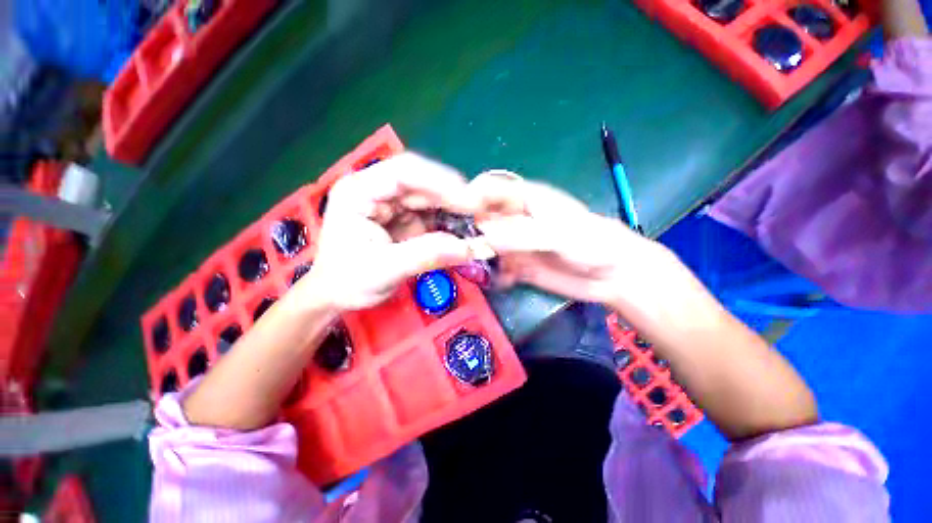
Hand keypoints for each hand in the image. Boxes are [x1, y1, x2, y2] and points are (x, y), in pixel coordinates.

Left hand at [301, 153, 478, 310]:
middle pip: (421, 182)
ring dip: (453, 209)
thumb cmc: (347, 281)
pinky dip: (449, 221)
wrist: (337, 296)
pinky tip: (463, 229)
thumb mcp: (385, 269)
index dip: (438, 180)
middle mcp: (376, 190)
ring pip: (430, 197)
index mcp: (359, 190)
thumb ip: (426, 255)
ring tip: (476, 221)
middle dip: (452, 196)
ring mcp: (392, 204)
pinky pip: (432, 214)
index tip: (467, 199)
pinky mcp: (404, 219)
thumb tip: (468, 249)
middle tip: (480, 212)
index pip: (403, 172)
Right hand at [470, 172, 677, 309]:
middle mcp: (515, 219)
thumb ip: (520, 235)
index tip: (456, 217)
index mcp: (525, 198)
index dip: (469, 197)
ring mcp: (515, 243)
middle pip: (480, 217)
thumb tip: (482, 237)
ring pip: (484, 244)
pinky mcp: (519, 264)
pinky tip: (507, 281)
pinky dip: (496, 274)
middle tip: (461, 249)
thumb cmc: (592, 242)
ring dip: (479, 256)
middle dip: (467, 231)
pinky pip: (497, 267)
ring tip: (481, 268)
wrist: (613, 274)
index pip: (488, 188)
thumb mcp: (558, 235)